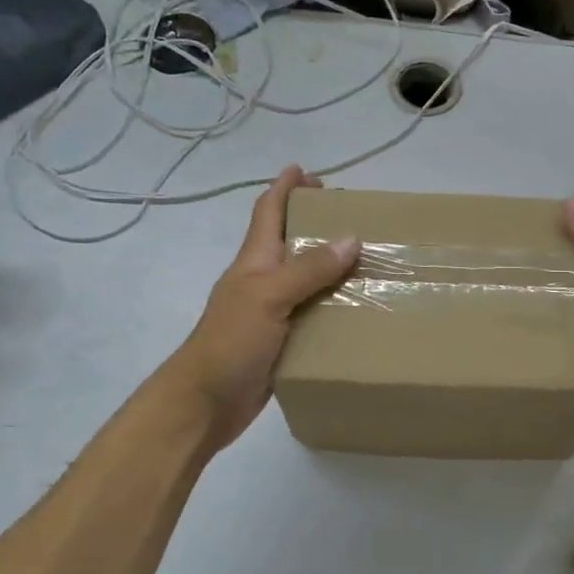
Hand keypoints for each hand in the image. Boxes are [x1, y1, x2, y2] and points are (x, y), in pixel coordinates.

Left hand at [166, 166, 359, 449]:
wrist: (205, 403)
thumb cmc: (231, 342)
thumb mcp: (269, 297)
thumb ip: (308, 269)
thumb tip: (351, 238)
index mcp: (254, 262)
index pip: (268, 213)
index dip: (284, 188)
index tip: (306, 170)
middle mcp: (262, 282)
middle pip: (289, 242)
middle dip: (314, 223)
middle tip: (353, 215)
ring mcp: (271, 313)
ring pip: (304, 280)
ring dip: (330, 266)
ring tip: (367, 259)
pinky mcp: (281, 342)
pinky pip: (312, 315)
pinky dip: (332, 306)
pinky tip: (358, 310)